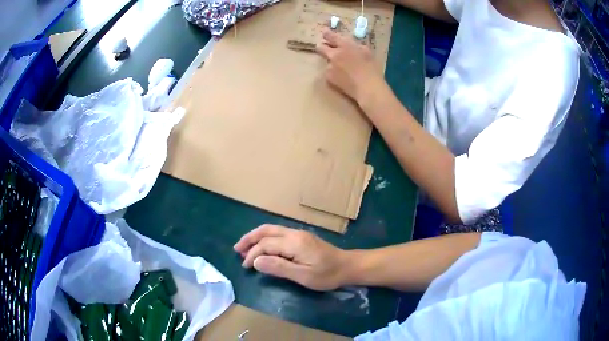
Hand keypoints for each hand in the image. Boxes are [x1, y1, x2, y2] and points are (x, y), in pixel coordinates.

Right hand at [234, 224, 347, 290]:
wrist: (347, 266)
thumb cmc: (327, 274)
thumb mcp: (304, 276)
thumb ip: (279, 268)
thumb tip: (256, 261)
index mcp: (294, 243)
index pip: (266, 244)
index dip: (253, 254)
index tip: (246, 266)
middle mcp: (294, 234)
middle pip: (266, 231)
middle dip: (249, 239)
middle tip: (237, 249)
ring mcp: (298, 234)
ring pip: (271, 230)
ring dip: (256, 237)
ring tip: (244, 247)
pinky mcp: (301, 237)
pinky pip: (277, 234)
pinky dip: (265, 239)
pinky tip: (262, 247)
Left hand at [316, 30, 385, 105]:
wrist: (367, 87)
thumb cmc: (371, 69)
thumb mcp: (366, 51)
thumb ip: (355, 46)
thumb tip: (350, 44)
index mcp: (345, 45)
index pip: (330, 36)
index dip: (326, 33)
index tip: (325, 32)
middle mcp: (334, 54)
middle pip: (320, 47)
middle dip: (322, 47)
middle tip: (328, 50)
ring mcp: (329, 66)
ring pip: (327, 61)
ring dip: (332, 63)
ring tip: (344, 71)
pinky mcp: (328, 77)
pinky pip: (329, 73)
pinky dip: (334, 74)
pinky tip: (344, 79)